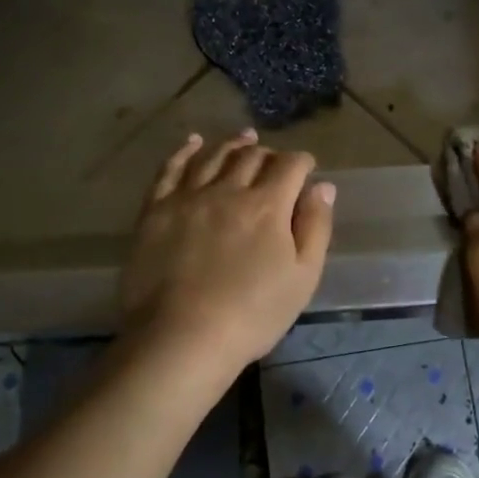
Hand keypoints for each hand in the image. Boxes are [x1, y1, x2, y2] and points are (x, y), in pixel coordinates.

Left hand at [118, 130, 335, 396]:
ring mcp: (189, 196)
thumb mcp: (302, 277)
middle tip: (274, 160)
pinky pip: (171, 168)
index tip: (306, 168)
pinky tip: (193, 142)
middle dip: (269, 153)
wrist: (180, 338)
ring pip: (214, 156)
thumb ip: (315, 227)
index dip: (302, 162)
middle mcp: (229, 189)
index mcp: (268, 205)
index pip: (291, 166)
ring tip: (243, 139)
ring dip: (233, 144)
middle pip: (252, 156)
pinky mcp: (156, 209)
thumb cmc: (252, 314)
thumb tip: (323, 186)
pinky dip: (185, 151)